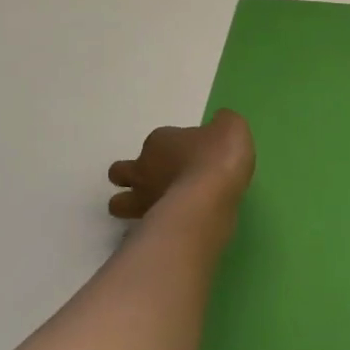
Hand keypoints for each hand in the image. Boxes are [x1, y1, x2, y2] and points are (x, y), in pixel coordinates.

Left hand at [107, 110, 254, 218]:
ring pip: (118, 203)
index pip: (157, 140)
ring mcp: (143, 199)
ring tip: (156, 207)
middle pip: (120, 172)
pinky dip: (149, 226)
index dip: (171, 146)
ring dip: (130, 204)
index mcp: (159, 141)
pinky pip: (140, 226)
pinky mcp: (149, 225)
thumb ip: (223, 124)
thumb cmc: (218, 157)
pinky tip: (170, 226)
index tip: (192, 153)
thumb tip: (219, 123)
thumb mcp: (231, 127)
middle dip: (131, 175)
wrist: (210, 199)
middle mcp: (143, 169)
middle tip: (158, 180)